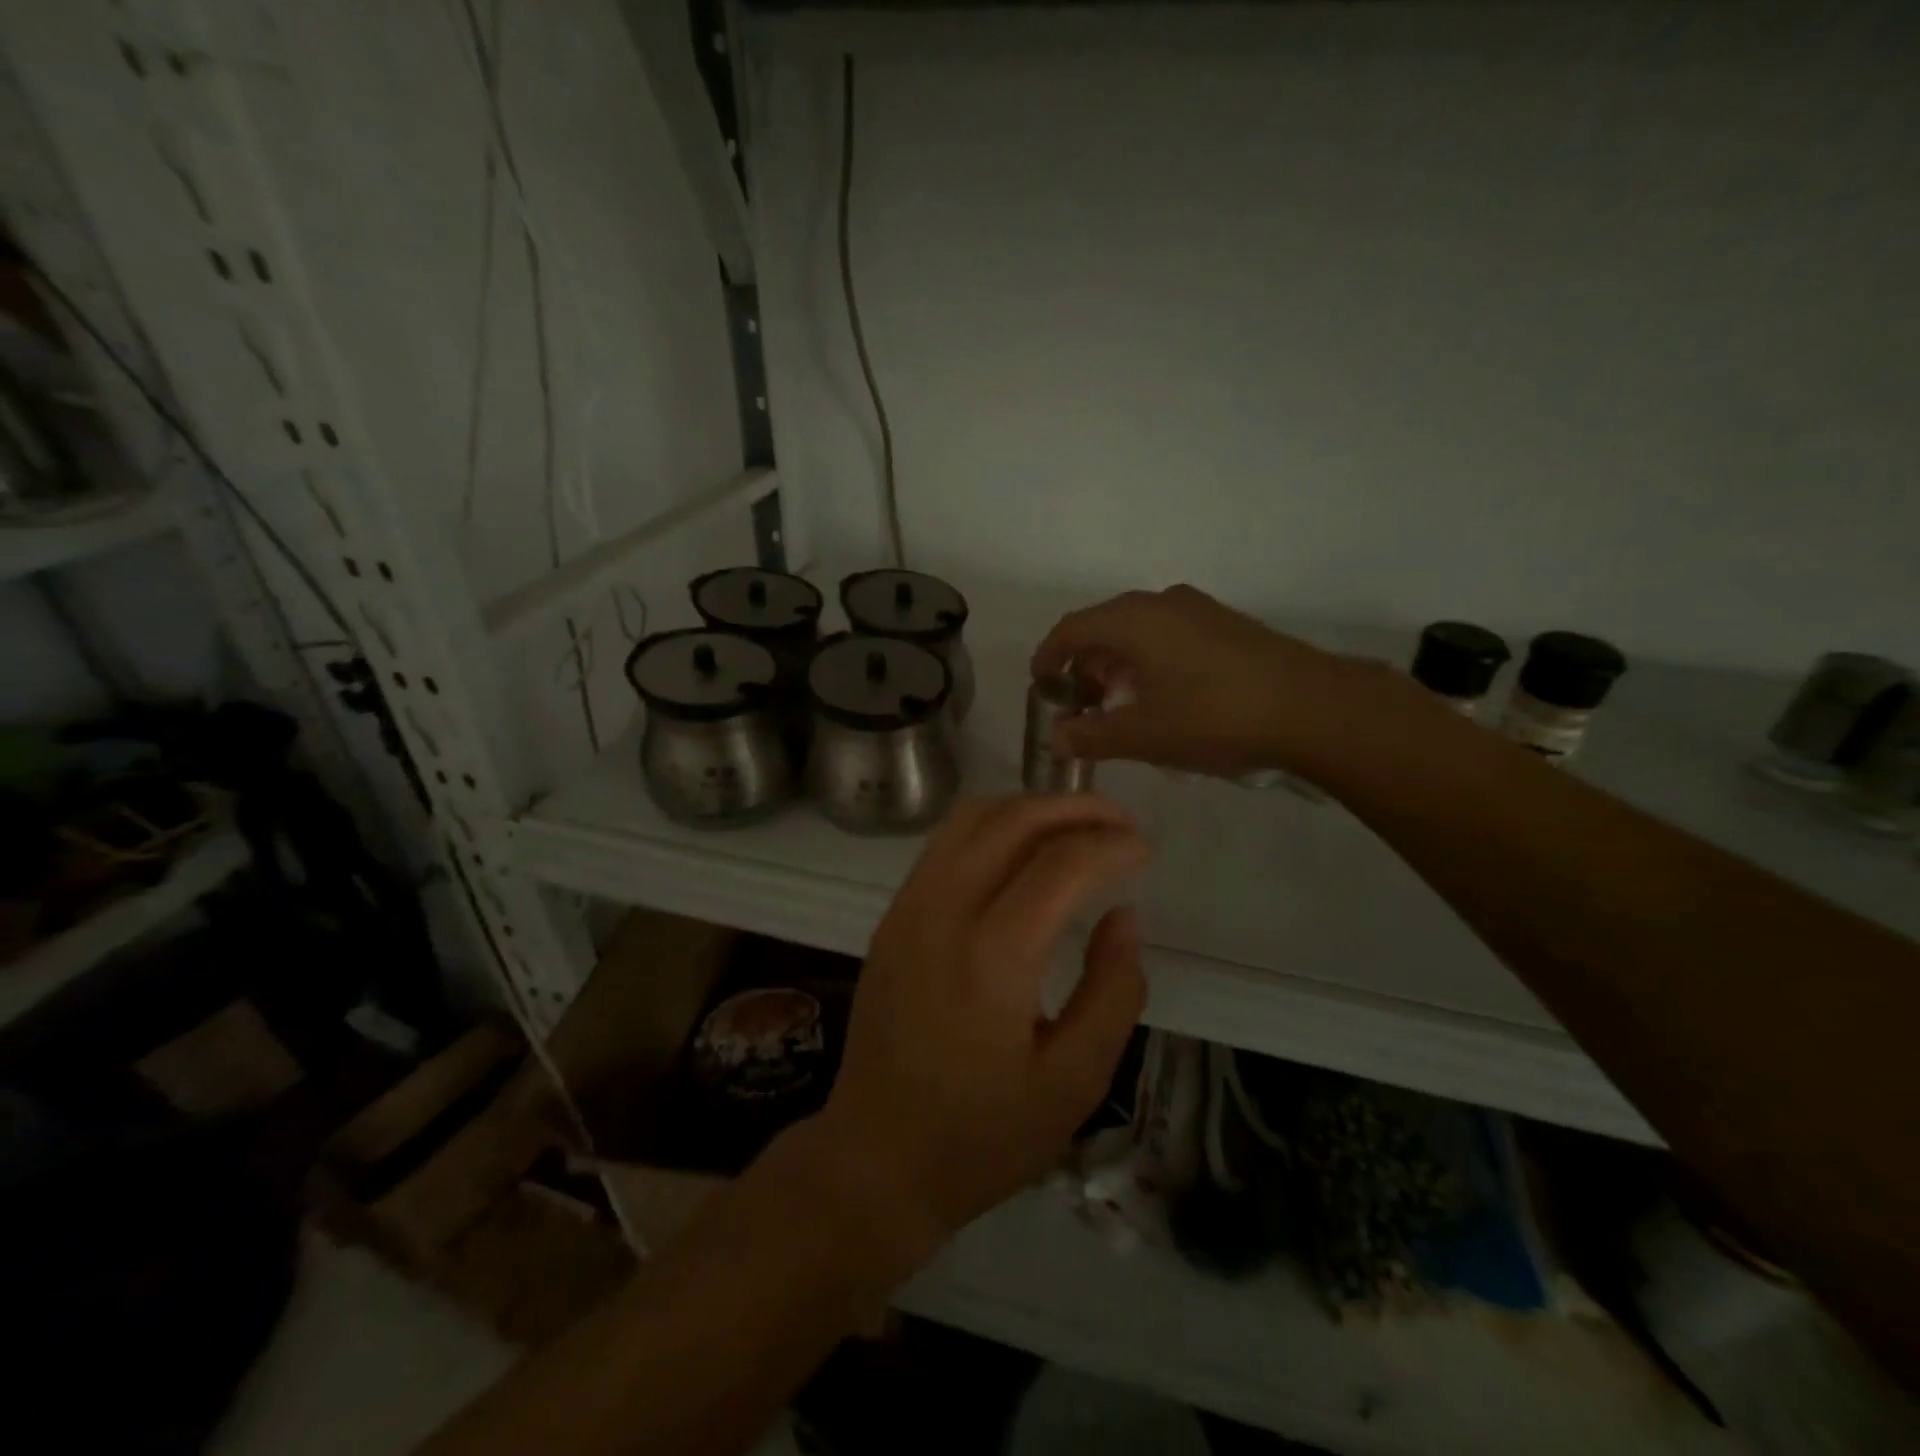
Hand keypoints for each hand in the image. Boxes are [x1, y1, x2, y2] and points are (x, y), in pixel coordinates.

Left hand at [814, 794, 1148, 1267]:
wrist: (877, 1157)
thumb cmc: (983, 1135)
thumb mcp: (1074, 1082)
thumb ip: (1112, 991)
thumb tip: (1124, 916)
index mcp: (992, 956)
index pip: (1059, 863)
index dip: (1110, 844)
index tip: (1144, 849)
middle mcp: (942, 912)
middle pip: (1011, 821)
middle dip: (1073, 807)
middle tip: (1119, 822)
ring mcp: (908, 908)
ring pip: (971, 819)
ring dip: (1029, 808)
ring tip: (1077, 826)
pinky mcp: (892, 916)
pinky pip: (946, 844)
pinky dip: (993, 828)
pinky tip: (1023, 853)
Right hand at [1031, 585, 1370, 777]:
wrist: (1313, 707)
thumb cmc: (1214, 717)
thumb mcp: (1144, 735)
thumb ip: (1092, 736)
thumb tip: (1056, 739)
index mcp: (1133, 620)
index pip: (1071, 629)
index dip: (1048, 657)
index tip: (1041, 687)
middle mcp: (1161, 602)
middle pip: (1104, 625)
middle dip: (1084, 664)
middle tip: (1081, 705)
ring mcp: (1198, 609)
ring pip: (1138, 629)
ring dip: (1117, 663)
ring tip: (1119, 705)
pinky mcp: (1226, 623)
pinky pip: (1168, 633)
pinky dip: (1148, 659)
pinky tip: (1163, 696)